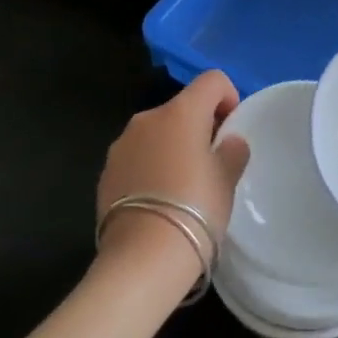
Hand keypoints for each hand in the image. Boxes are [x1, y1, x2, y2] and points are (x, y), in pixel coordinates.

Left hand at [96, 71, 250, 281]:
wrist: (143, 256)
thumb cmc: (196, 208)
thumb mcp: (227, 180)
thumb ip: (232, 151)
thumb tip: (228, 142)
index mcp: (181, 112)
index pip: (212, 80)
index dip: (228, 97)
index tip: (231, 130)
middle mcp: (147, 119)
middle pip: (181, 107)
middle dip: (199, 127)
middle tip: (212, 163)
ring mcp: (121, 145)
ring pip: (156, 133)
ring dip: (172, 147)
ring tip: (183, 186)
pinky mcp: (105, 172)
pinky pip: (137, 158)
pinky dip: (151, 168)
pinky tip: (159, 201)